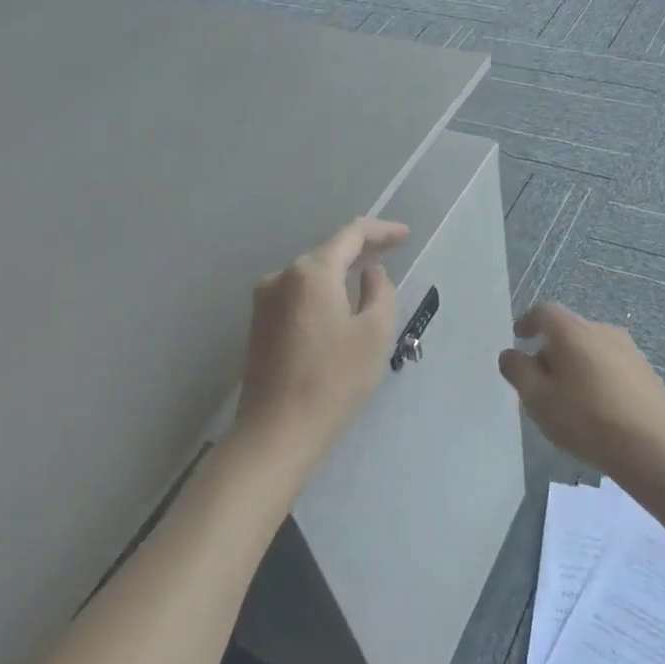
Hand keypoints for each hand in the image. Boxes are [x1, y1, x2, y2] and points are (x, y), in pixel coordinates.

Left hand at [235, 217, 409, 470]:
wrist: (277, 432)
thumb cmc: (334, 381)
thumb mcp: (375, 334)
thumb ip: (380, 291)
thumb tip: (369, 274)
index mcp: (311, 272)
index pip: (351, 235)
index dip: (381, 231)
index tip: (405, 235)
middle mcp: (281, 276)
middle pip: (328, 252)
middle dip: (362, 250)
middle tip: (393, 250)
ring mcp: (265, 301)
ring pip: (311, 275)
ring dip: (341, 273)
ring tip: (369, 276)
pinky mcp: (259, 324)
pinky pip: (298, 295)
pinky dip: (323, 292)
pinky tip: (339, 303)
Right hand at [497, 302, 664, 480]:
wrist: (651, 447)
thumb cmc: (585, 418)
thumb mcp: (538, 398)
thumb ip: (518, 371)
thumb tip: (511, 354)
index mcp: (573, 331)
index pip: (545, 312)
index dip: (528, 322)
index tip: (519, 338)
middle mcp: (604, 331)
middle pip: (570, 331)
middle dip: (552, 350)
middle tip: (541, 381)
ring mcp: (631, 352)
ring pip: (594, 350)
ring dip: (578, 366)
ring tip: (570, 399)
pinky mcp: (649, 375)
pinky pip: (614, 368)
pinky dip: (600, 379)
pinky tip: (599, 410)